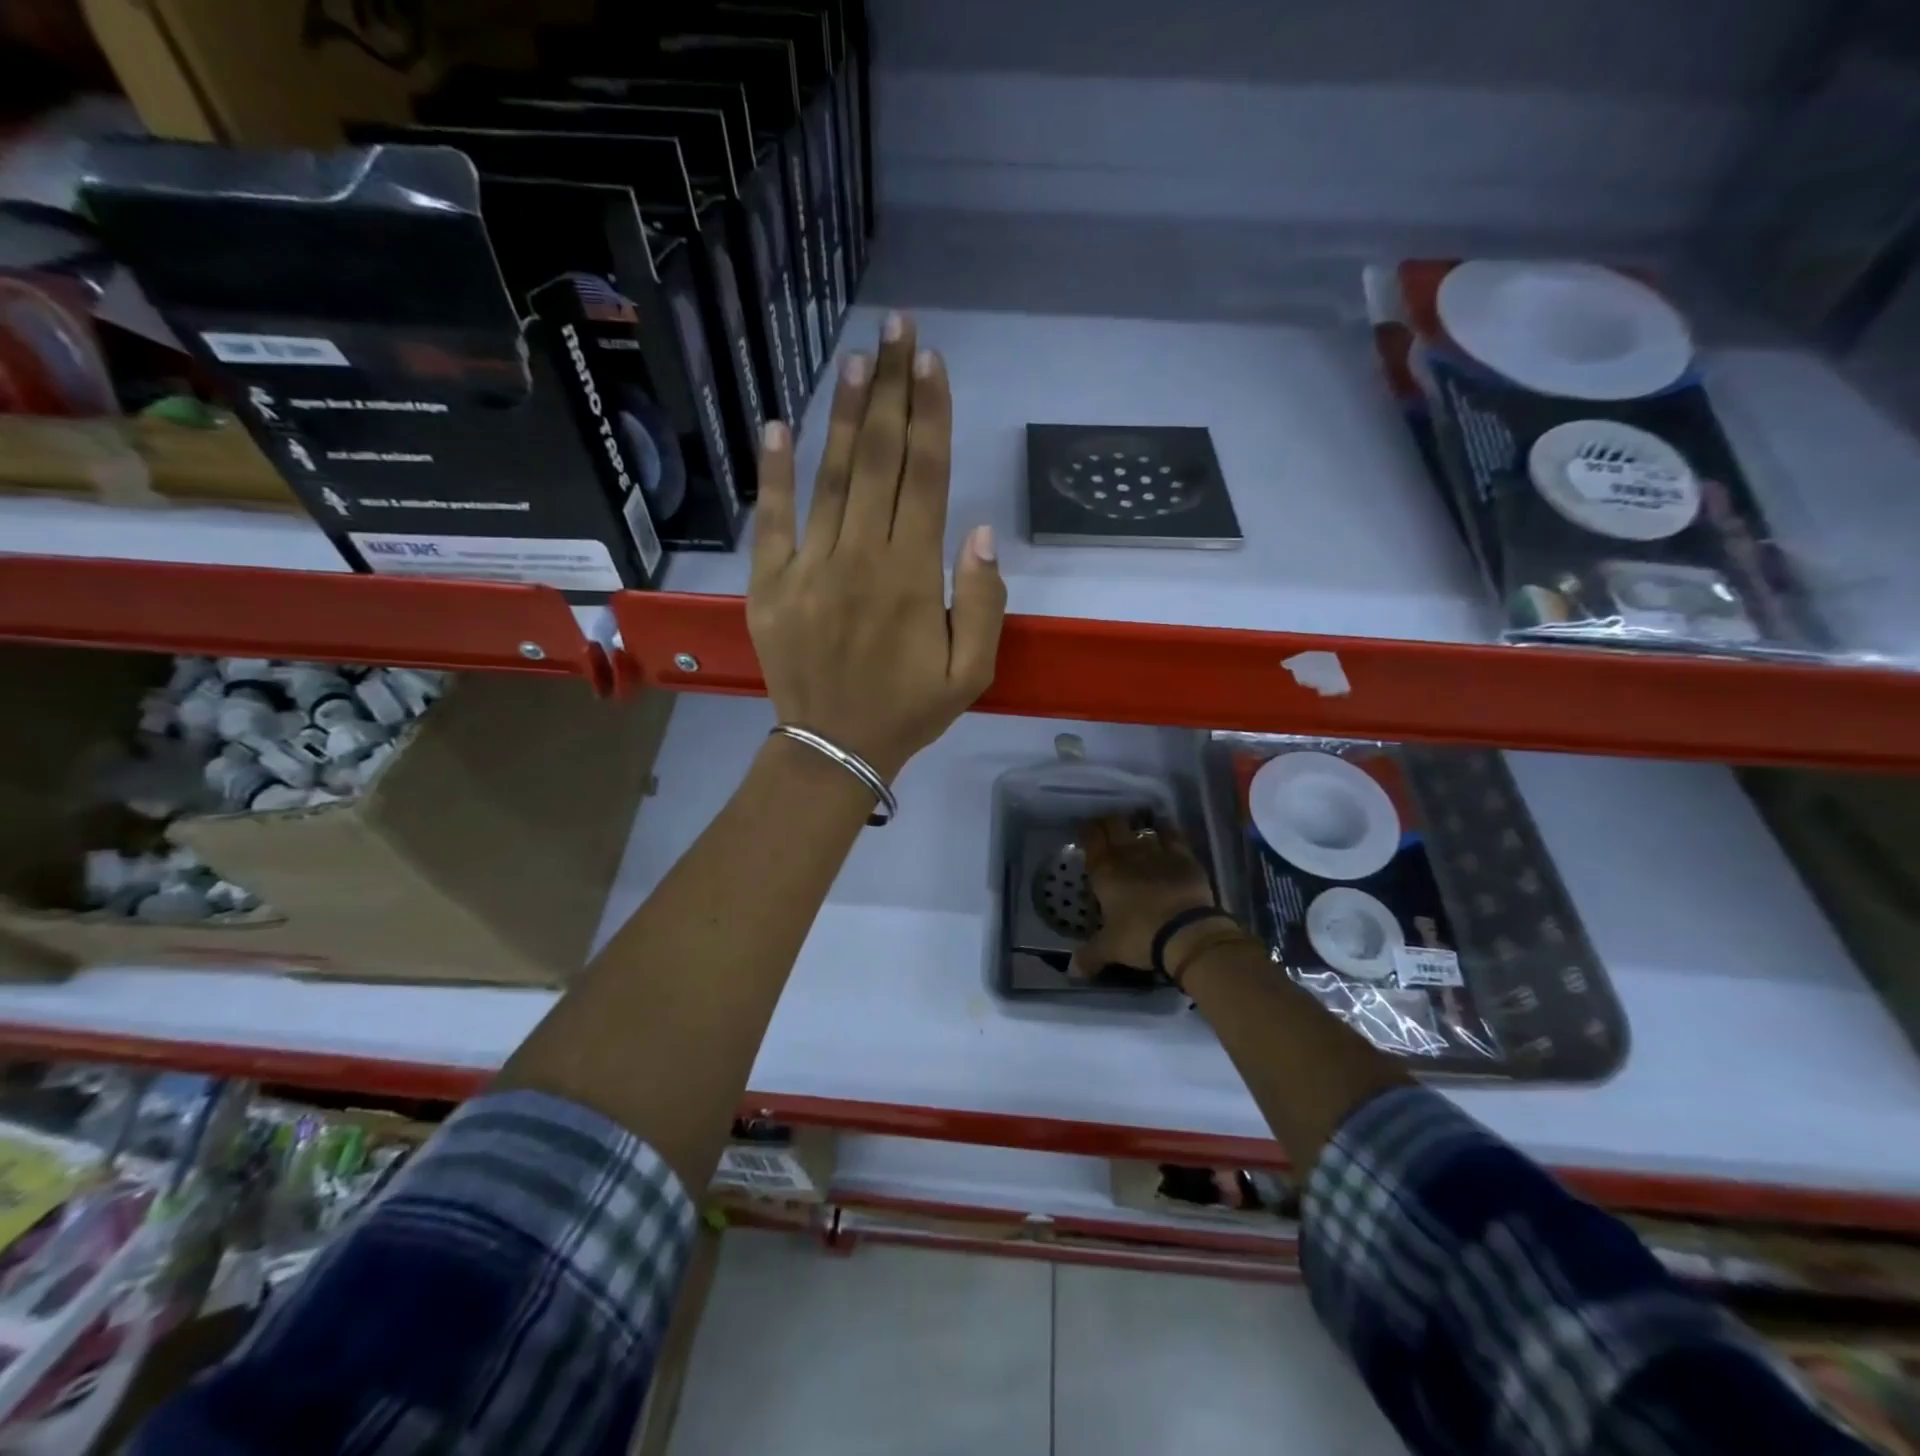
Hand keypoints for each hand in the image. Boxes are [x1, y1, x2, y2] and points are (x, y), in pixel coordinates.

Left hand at [748, 312, 1005, 780]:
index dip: (931, 415)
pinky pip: (771, 520)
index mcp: (912, 577)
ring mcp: (809, 568)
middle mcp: (860, 558)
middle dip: (891, 391)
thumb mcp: (971, 672)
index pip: (926, 479)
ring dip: (845, 415)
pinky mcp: (769, 584)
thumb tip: (979, 531)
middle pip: (881, 461)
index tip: (931, 362)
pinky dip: (773, 472)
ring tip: (855, 359)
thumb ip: (983, 602)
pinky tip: (778, 425)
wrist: (834, 749)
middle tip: (896, 330)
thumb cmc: (908, 710)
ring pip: (831, 478)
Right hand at [1072, 812, 1220, 975]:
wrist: (1185, 933)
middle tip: (1108, 827)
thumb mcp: (1110, 948)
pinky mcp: (1183, 856)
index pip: (1091, 839)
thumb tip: (1072, 972)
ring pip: (1143, 828)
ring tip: (1137, 830)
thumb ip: (1089, 956)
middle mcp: (1128, 854)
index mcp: (1104, 871)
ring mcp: (1157, 852)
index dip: (1087, 830)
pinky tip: (1165, 831)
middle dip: (1109, 823)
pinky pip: (1173, 835)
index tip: (1085, 830)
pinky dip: (1167, 831)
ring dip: (1138, 827)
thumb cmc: (1139, 936)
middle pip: (1115, 824)